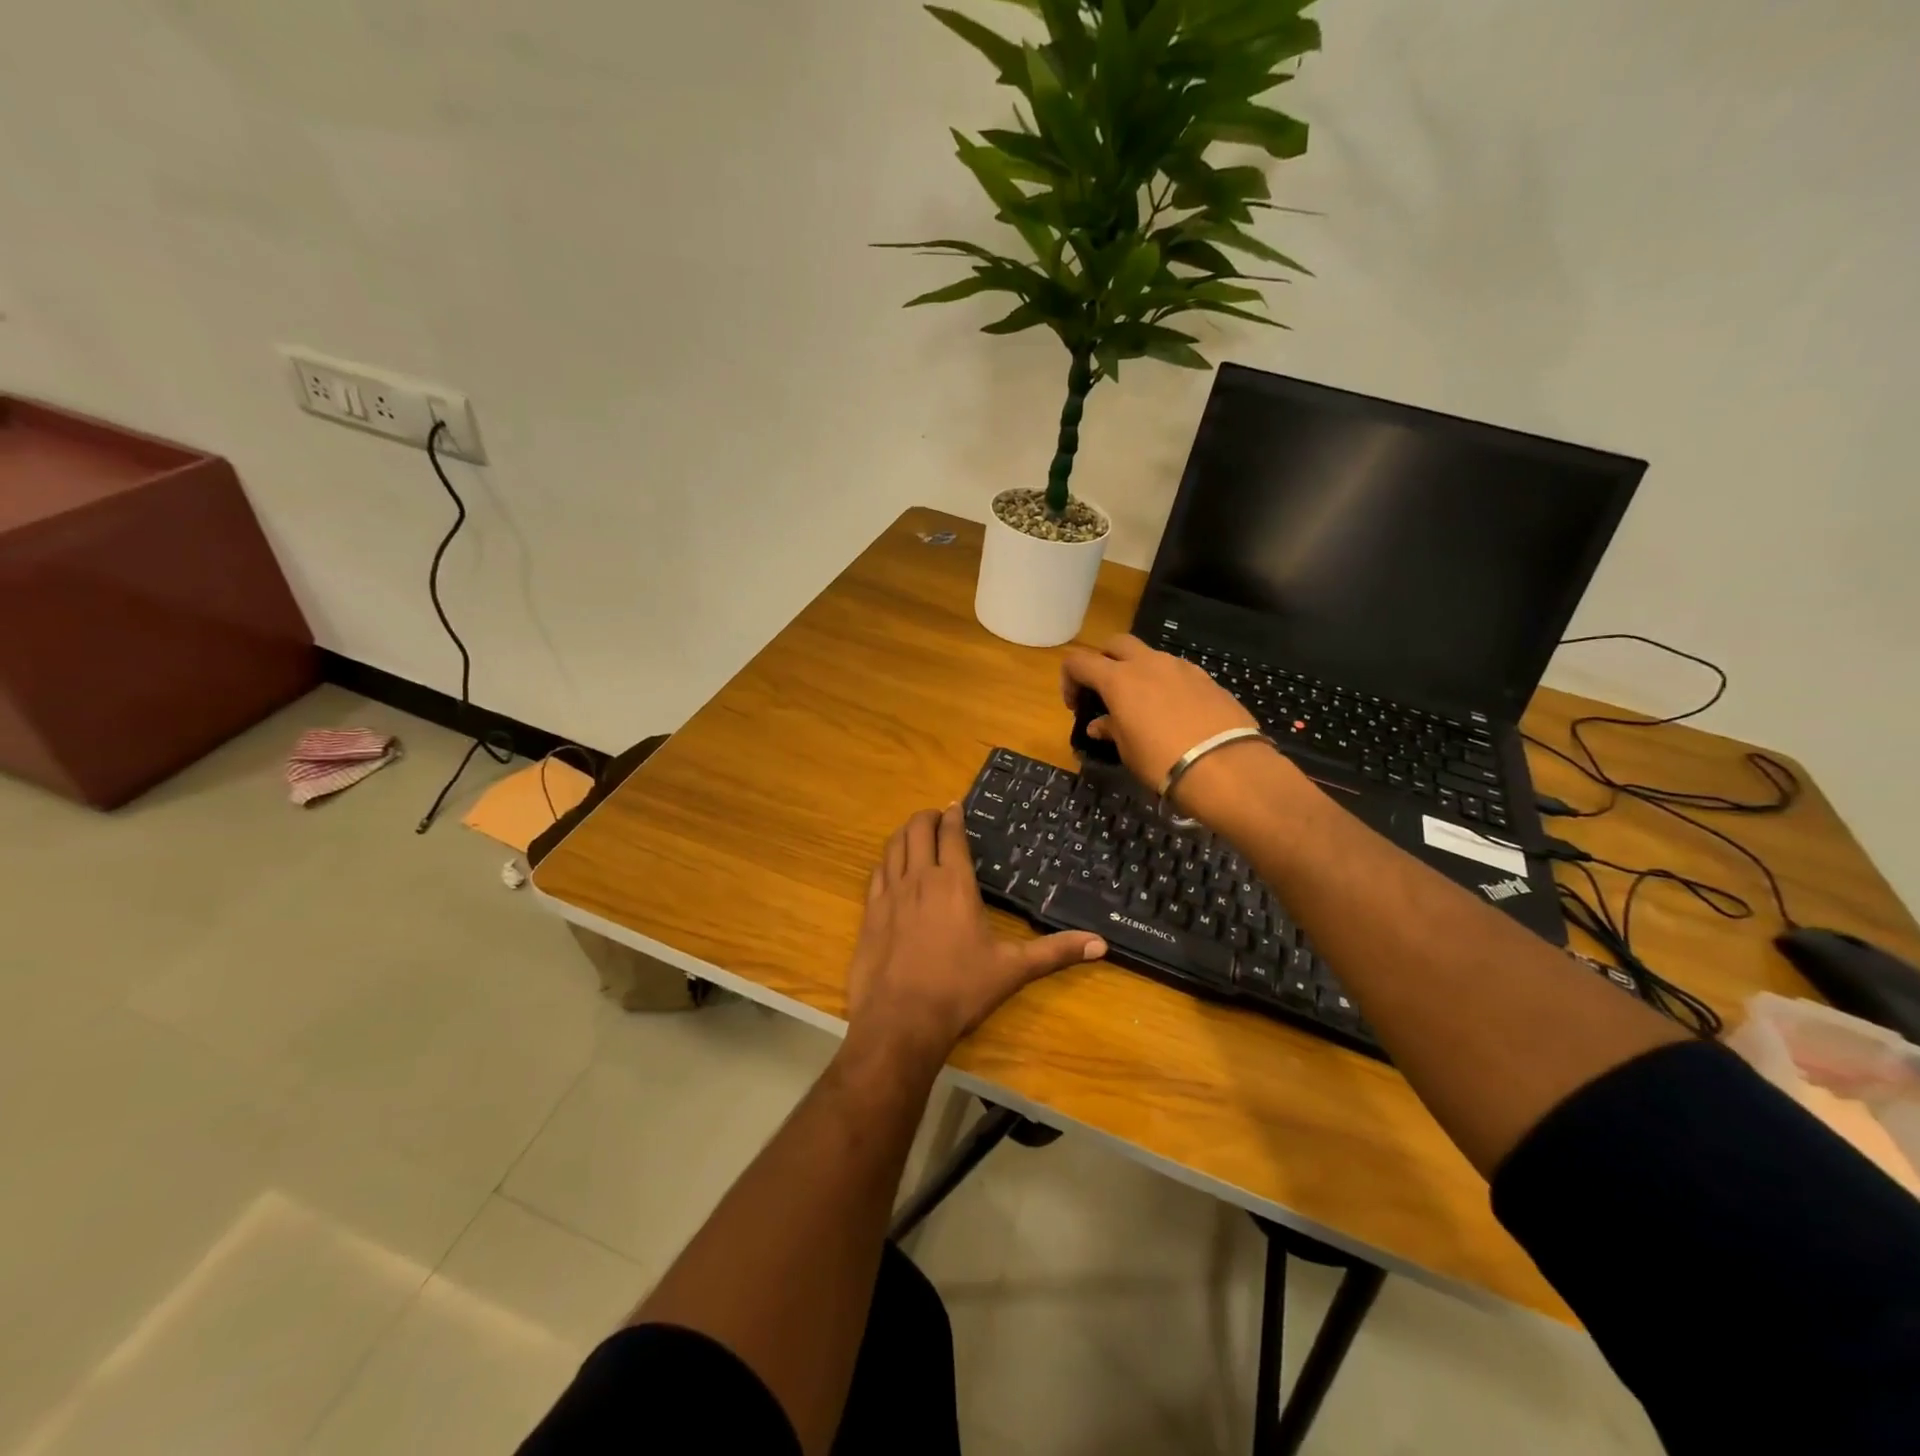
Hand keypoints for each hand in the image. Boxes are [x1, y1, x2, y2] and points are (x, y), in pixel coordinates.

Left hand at [846, 805, 1106, 1063]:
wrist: (900, 1020)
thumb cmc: (960, 990)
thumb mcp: (1013, 969)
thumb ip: (1055, 952)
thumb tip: (1102, 944)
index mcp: (954, 882)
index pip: (951, 834)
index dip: (953, 815)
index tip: (956, 805)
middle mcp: (919, 879)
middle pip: (916, 830)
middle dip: (927, 817)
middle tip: (937, 816)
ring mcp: (889, 894)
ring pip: (893, 847)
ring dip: (904, 834)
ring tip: (914, 834)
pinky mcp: (868, 913)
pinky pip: (876, 873)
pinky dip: (886, 861)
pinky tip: (890, 868)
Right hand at [1061, 634, 1267, 808]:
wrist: (1226, 767)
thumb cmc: (1162, 761)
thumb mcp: (1127, 751)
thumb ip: (1111, 729)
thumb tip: (1099, 724)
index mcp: (1119, 679)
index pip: (1079, 662)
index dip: (1070, 680)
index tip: (1075, 705)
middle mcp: (1148, 663)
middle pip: (1117, 644)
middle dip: (1105, 661)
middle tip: (1106, 691)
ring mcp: (1181, 668)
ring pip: (1150, 656)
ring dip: (1139, 672)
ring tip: (1143, 706)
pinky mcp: (1208, 679)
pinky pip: (1177, 672)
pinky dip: (1167, 684)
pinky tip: (1174, 713)